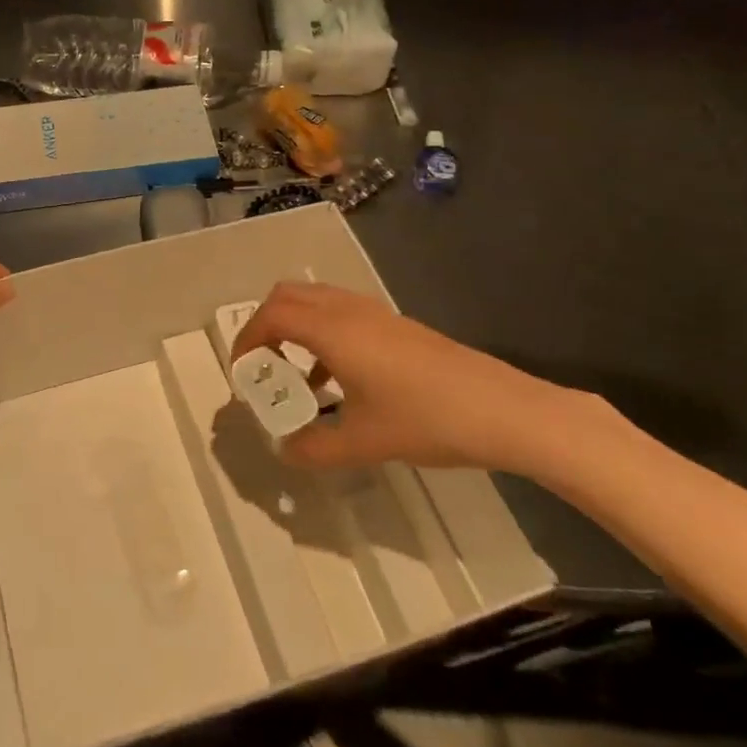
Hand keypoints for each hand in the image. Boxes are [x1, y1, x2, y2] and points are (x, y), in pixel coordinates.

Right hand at [229, 281, 590, 473]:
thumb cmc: (425, 420)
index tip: (243, 375)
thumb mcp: (361, 443)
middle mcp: (349, 311)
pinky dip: (322, 335)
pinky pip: (342, 315)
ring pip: (317, 302)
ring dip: (295, 329)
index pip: (271, 316)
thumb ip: (314, 448)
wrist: (503, 411)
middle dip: (264, 326)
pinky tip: (337, 381)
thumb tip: (286, 450)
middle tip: (262, 367)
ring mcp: (377, 314)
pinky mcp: (397, 326)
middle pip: (288, 296)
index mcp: (332, 330)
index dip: (247, 341)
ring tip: (297, 379)